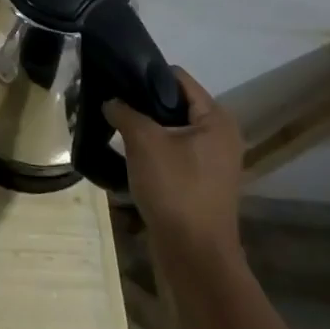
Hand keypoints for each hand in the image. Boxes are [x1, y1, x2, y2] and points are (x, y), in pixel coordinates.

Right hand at [108, 67, 243, 262]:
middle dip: (141, 101)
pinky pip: (171, 151)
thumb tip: (111, 100)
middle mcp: (219, 135)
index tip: (114, 74)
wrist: (194, 255)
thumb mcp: (144, 142)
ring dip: (144, 127)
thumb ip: (124, 112)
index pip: (177, 78)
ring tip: (112, 122)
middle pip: (174, 103)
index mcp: (216, 119)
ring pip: (170, 129)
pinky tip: (125, 151)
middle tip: (109, 99)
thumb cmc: (176, 189)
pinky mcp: (199, 181)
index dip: (145, 73)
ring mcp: (211, 161)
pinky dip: (150, 148)